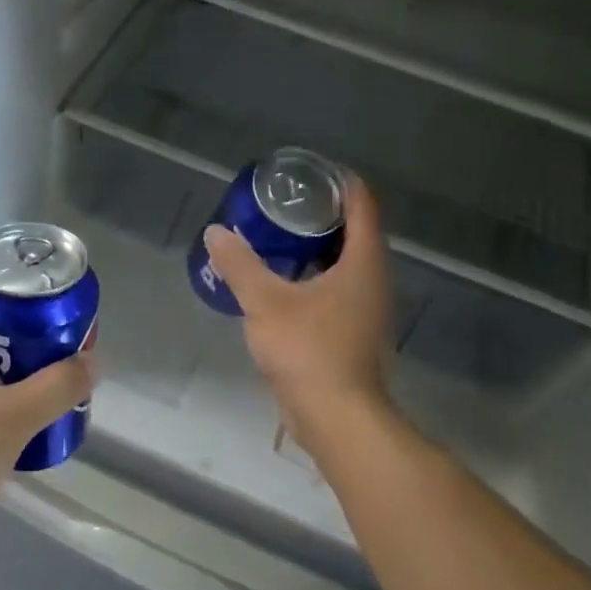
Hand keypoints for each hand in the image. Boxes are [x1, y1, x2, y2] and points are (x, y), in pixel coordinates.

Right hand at [202, 173, 393, 447]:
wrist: (337, 417)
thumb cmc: (308, 350)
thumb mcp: (265, 302)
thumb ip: (240, 265)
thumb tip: (216, 232)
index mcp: (363, 262)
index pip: (362, 204)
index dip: (340, 182)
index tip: (310, 172)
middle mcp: (374, 279)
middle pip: (356, 231)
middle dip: (323, 213)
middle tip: (284, 202)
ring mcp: (367, 309)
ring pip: (346, 263)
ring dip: (318, 247)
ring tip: (279, 237)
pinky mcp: (355, 332)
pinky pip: (338, 289)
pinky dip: (315, 276)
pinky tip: (283, 283)